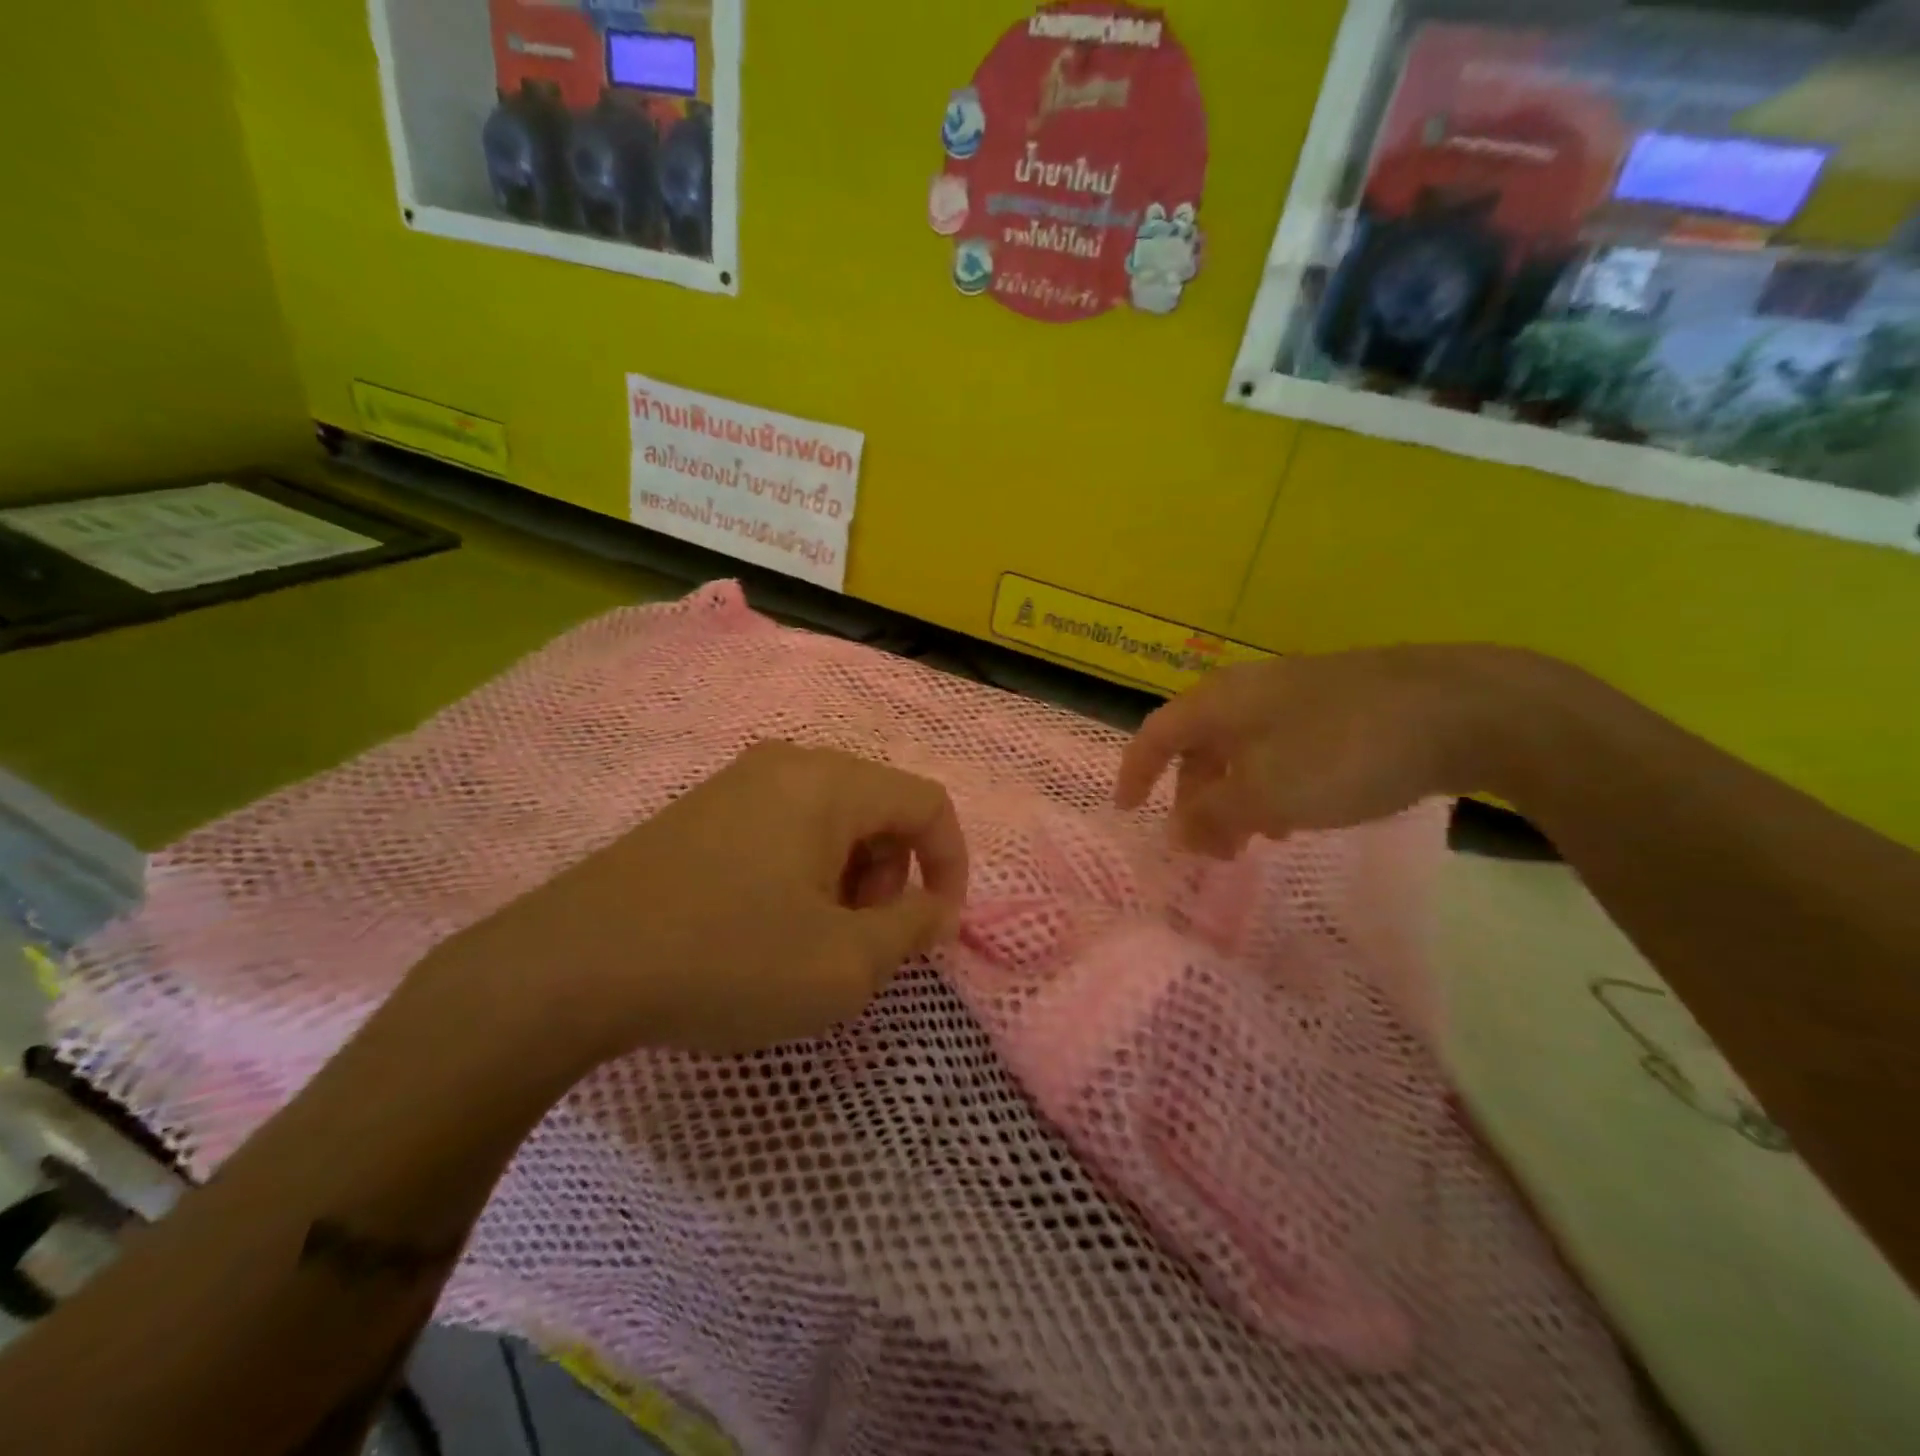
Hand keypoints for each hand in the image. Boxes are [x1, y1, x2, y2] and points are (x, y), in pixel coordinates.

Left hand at [432, 742, 969, 1063]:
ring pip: (830, 821)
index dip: (951, 863)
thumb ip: (911, 929)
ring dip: (848, 878)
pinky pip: (782, 829)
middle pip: (879, 809)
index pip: (927, 803)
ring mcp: (736, 784)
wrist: (570, 967)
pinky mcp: (699, 813)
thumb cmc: (728, 957)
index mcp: (830, 782)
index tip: (938, 928)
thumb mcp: (845, 963)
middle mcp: (787, 764)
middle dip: (892, 875)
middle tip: (864, 939)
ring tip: (814, 940)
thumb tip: (936, 908)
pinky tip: (765, 927)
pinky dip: (802, 874)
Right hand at [1114, 648, 1508, 856]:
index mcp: (1220, 702)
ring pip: (1244, 752)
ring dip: (1236, 799)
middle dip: (1194, 800)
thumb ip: (1212, 815)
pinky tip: (1300, 816)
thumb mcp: (1266, 794)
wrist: (1463, 708)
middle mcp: (1250, 692)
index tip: (1127, 813)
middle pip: (1200, 747)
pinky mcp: (1340, 707)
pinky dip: (1273, 787)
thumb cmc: (1343, 752)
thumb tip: (1174, 832)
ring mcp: (1298, 695)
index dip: (1135, 773)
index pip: (1156, 734)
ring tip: (1253, 843)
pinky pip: (1283, 751)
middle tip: (1207, 849)